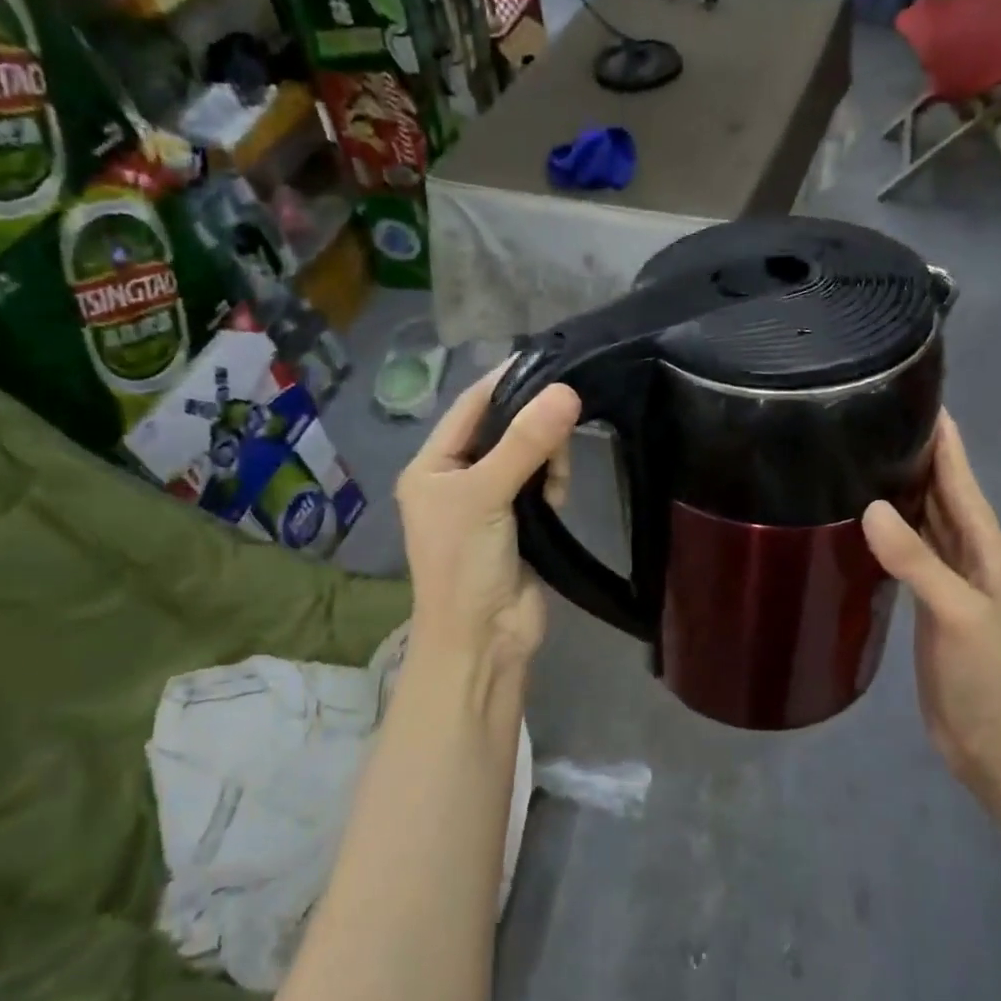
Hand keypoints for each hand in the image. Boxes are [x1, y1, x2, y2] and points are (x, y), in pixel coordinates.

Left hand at [396, 366, 579, 674]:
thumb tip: (568, 391)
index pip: (471, 405)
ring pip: (528, 455)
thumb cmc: (466, 564)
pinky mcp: (520, 523)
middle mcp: (458, 478)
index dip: (507, 380)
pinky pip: (541, 484)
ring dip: (547, 460)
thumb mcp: (486, 496)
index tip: (550, 360)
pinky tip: (557, 500)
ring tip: (554, 486)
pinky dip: (553, 484)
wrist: (483, 640)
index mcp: (432, 465)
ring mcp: (490, 501)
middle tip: (561, 437)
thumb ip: (525, 443)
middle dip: (534, 428)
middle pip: (504, 428)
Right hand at [862, 413, 1000, 796]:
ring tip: (862, 461)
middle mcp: (972, 558)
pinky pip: (909, 558)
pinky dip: (890, 536)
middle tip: (873, 422)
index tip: (919, 398)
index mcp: (989, 551)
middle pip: (943, 496)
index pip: (962, 482)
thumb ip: (917, 562)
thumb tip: (870, 508)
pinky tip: (863, 525)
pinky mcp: (930, 608)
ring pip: (924, 525)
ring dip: (901, 494)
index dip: (944, 442)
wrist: (997, 747)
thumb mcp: (957, 616)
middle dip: (917, 458)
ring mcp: (951, 584)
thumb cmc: (990, 680)